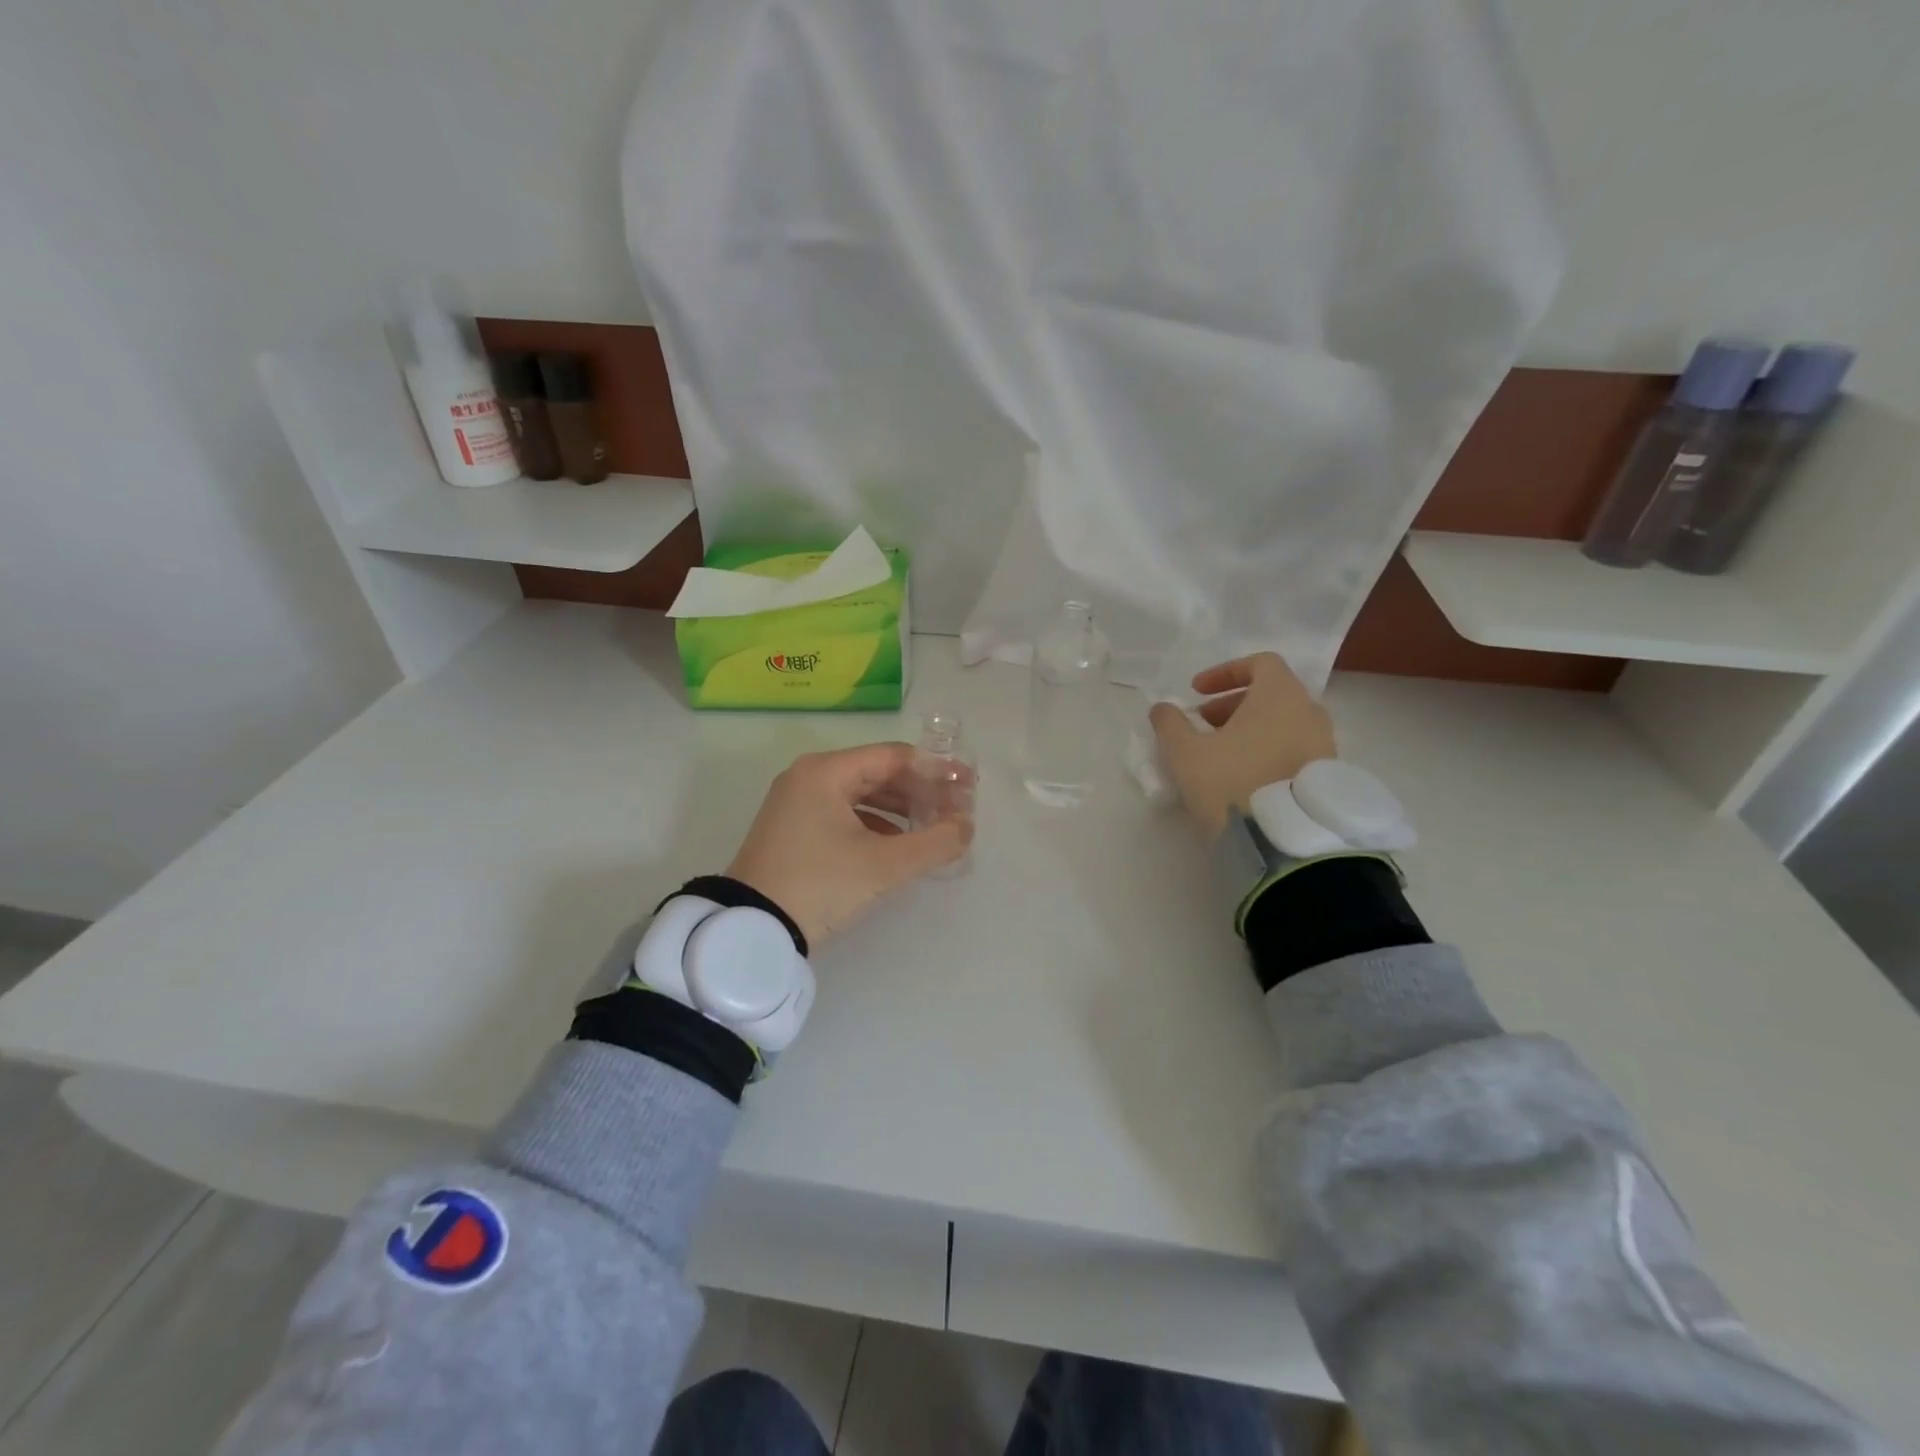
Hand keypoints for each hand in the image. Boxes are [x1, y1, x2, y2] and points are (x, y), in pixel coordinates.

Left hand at [726, 743, 972, 947]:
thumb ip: (934, 843)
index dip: (936, 770)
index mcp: (826, 771)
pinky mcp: (793, 829)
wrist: (751, 930)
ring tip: (934, 828)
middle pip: (878, 772)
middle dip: (920, 791)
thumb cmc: (819, 885)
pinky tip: (898, 844)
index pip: (894, 756)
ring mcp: (797, 802)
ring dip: (900, 809)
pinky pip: (844, 814)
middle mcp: (809, 777)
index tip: (968, 786)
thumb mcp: (883, 866)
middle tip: (956, 810)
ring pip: (861, 795)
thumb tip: (967, 827)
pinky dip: (875, 824)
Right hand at [1148, 653, 1336, 837]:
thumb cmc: (1231, 783)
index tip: (1197, 693)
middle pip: (1272, 694)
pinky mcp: (1326, 777)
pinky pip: (1294, 750)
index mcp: (1280, 696)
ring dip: (1251, 730)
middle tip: (1204, 725)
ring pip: (1284, 724)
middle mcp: (1310, 713)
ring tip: (1221, 754)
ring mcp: (1324, 746)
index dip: (1225, 673)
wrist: (1283, 843)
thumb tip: (1163, 708)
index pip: (1260, 663)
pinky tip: (1244, 777)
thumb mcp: (1184, 753)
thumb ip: (1170, 724)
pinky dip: (1268, 751)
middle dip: (1233, 705)